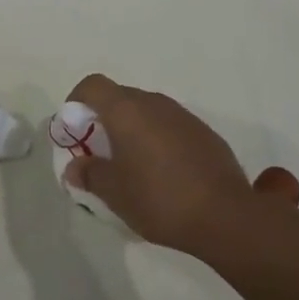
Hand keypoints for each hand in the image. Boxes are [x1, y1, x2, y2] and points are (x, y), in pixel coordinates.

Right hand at [61, 74, 261, 259]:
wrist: (225, 214)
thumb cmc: (159, 199)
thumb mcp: (116, 194)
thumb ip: (90, 175)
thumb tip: (74, 167)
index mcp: (126, 110)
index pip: (93, 85)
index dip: (77, 99)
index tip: (73, 126)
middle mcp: (153, 102)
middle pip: (119, 97)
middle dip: (104, 118)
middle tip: (100, 152)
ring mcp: (181, 114)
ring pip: (146, 111)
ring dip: (133, 129)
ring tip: (132, 165)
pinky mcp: (203, 131)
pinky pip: (169, 125)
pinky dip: (158, 139)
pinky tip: (164, 173)